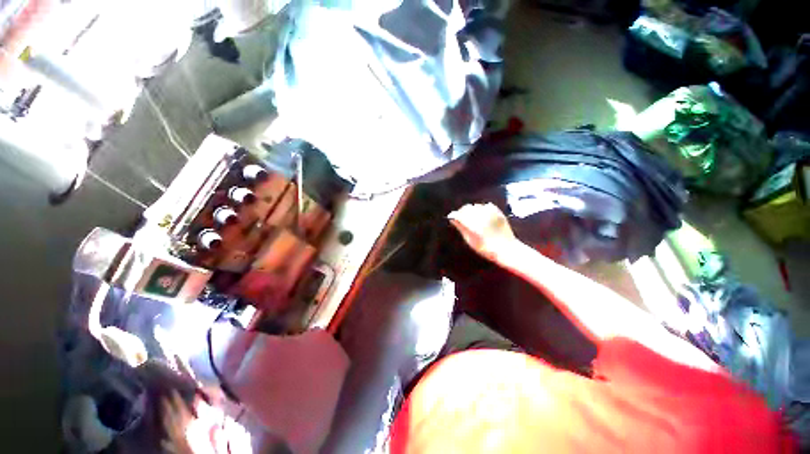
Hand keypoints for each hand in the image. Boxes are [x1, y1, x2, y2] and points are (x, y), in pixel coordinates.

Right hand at [448, 203, 516, 261]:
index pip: (459, 214)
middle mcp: (481, 217)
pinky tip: (482, 215)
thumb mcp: (470, 241)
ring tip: (471, 217)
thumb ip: (461, 228)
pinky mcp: (498, 213)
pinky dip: (482, 208)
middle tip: (460, 218)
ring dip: (472, 210)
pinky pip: (487, 205)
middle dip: (462, 212)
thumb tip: (453, 219)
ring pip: (476, 206)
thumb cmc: (485, 248)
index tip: (451, 217)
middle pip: (466, 208)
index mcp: (473, 225)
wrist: (506, 249)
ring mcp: (491, 213)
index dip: (454, 215)